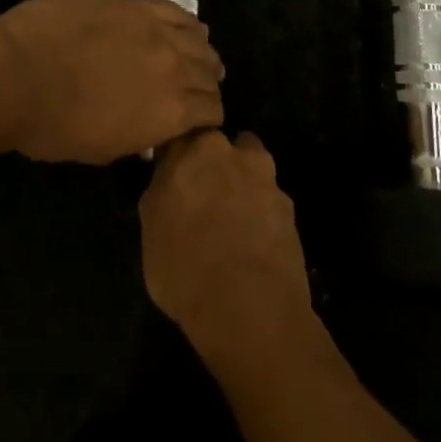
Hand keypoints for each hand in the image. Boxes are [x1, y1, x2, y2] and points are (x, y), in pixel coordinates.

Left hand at [0, 0, 224, 163]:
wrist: (17, 72)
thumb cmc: (51, 126)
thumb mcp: (104, 149)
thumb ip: (140, 135)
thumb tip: (151, 127)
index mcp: (171, 114)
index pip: (211, 112)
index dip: (205, 118)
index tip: (194, 120)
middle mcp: (177, 69)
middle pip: (209, 74)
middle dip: (206, 85)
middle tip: (192, 91)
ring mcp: (158, 31)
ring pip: (200, 40)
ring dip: (200, 53)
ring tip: (192, 58)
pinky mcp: (137, 4)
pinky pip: (178, 12)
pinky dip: (187, 24)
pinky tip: (183, 29)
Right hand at [140, 131, 316, 368]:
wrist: (249, 306)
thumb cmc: (184, 267)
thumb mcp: (151, 230)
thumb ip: (162, 192)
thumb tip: (169, 183)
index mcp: (193, 150)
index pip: (183, 135)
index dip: (178, 154)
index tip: (174, 173)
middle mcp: (233, 152)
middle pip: (222, 145)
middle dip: (214, 162)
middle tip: (204, 195)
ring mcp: (266, 178)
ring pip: (251, 167)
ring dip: (243, 183)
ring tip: (232, 220)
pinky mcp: (289, 207)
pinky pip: (270, 200)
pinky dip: (262, 213)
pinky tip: (254, 243)